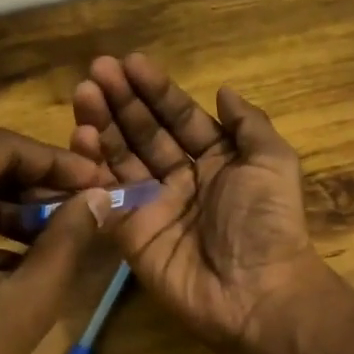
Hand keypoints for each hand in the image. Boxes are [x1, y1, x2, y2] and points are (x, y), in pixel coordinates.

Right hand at [70, 54, 325, 350]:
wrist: (256, 292)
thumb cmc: (267, 222)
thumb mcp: (273, 162)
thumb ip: (248, 123)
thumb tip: (224, 90)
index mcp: (218, 160)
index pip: (180, 117)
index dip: (157, 91)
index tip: (130, 62)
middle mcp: (183, 179)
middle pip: (146, 133)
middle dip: (123, 101)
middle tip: (96, 71)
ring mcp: (154, 206)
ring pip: (122, 158)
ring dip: (102, 125)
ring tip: (84, 93)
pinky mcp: (130, 233)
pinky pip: (107, 196)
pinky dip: (91, 167)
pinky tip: (80, 137)